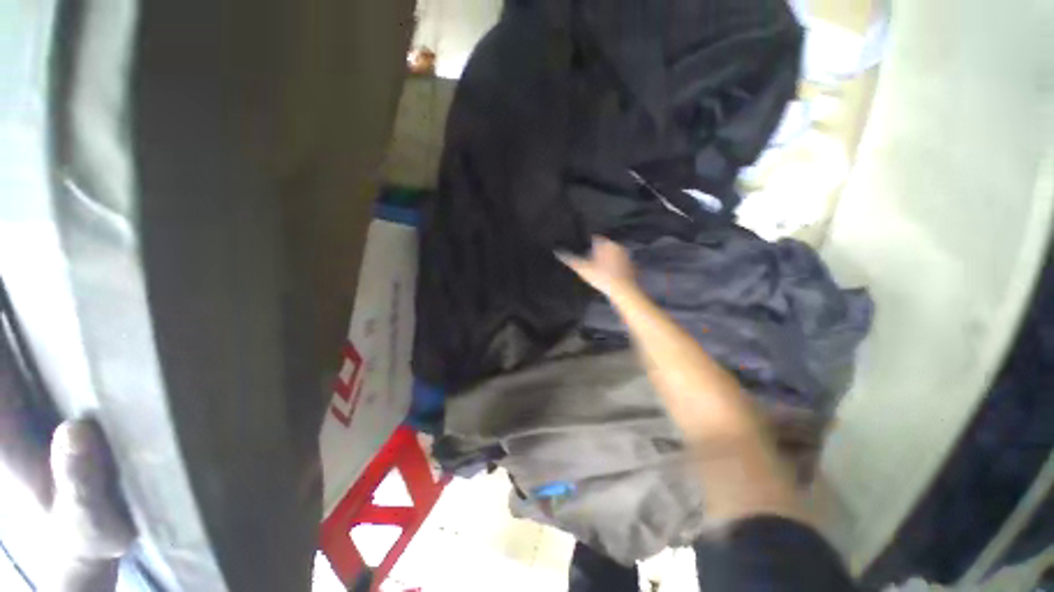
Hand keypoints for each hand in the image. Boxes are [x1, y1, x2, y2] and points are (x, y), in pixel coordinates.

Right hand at [557, 236, 637, 296]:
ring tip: (599, 270)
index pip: (594, 238)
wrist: (624, 291)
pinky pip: (620, 262)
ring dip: (606, 259)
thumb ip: (569, 259)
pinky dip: (615, 266)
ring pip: (613, 254)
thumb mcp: (582, 269)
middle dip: (598, 252)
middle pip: (604, 246)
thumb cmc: (601, 277)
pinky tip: (610, 275)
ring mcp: (627, 255)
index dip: (587, 245)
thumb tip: (557, 251)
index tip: (583, 253)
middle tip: (590, 262)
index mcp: (606, 243)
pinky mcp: (632, 265)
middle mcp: (618, 245)